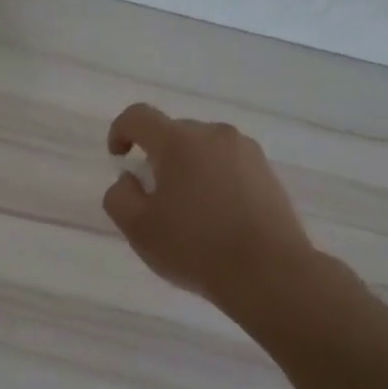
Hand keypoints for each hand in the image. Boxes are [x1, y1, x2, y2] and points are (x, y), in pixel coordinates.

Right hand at [103, 103, 317, 307]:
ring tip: (189, 210)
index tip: (118, 158)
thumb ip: (119, 196)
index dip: (120, 131)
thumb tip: (130, 179)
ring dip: (188, 168)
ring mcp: (246, 151)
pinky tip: (217, 217)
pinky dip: (214, 180)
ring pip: (204, 149)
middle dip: (157, 157)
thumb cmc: (195, 248)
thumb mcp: (138, 228)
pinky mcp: (268, 172)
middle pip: (174, 133)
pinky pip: (228, 165)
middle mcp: (215, 135)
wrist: (269, 272)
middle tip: (154, 198)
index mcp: (179, 142)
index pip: (139, 117)